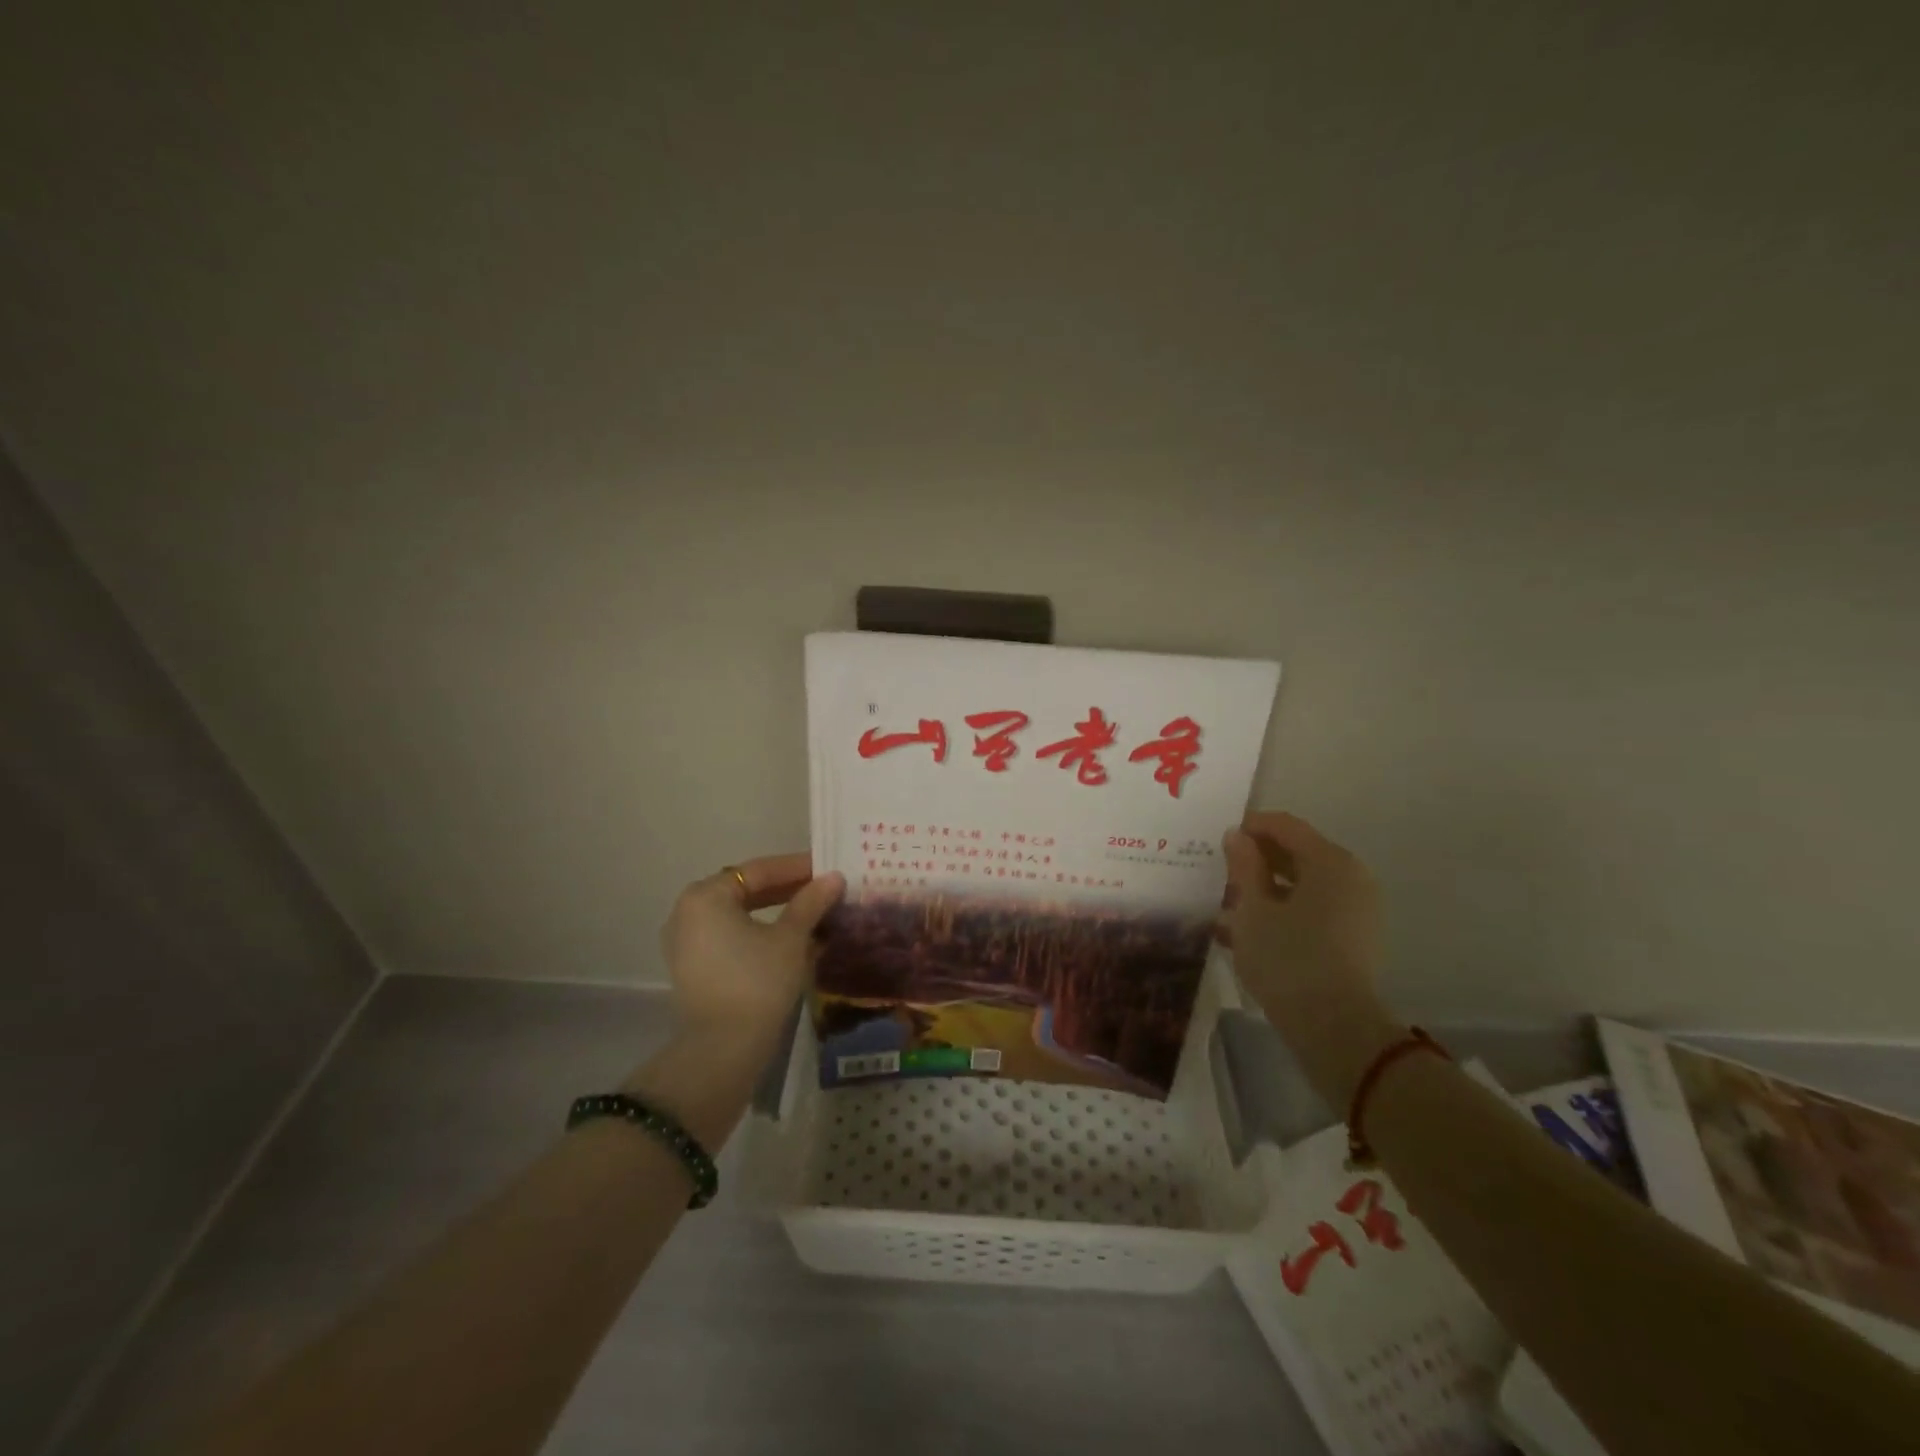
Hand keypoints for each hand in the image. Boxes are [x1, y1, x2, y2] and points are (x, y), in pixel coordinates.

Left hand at [660, 853, 844, 1040]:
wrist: (722, 1050)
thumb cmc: (757, 982)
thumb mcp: (790, 938)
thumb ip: (811, 902)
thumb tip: (834, 877)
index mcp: (706, 896)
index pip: (758, 871)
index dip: (796, 867)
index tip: (827, 868)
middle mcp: (687, 912)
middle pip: (745, 890)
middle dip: (786, 889)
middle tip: (823, 889)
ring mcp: (686, 943)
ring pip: (738, 915)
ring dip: (775, 912)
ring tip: (812, 912)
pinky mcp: (693, 969)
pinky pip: (730, 937)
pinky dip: (759, 932)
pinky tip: (791, 939)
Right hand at [1221, 812, 1402, 1106]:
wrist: (1334, 1028)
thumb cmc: (1287, 958)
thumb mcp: (1253, 909)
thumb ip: (1244, 866)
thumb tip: (1237, 836)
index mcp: (1330, 861)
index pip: (1285, 825)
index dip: (1250, 826)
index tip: (1217, 839)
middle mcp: (1351, 877)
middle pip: (1298, 853)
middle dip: (1257, 859)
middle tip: (1220, 872)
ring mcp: (1357, 909)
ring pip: (1304, 884)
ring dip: (1266, 888)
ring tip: (1228, 904)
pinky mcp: (1355, 937)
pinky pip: (1314, 909)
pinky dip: (1284, 910)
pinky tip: (1249, 930)